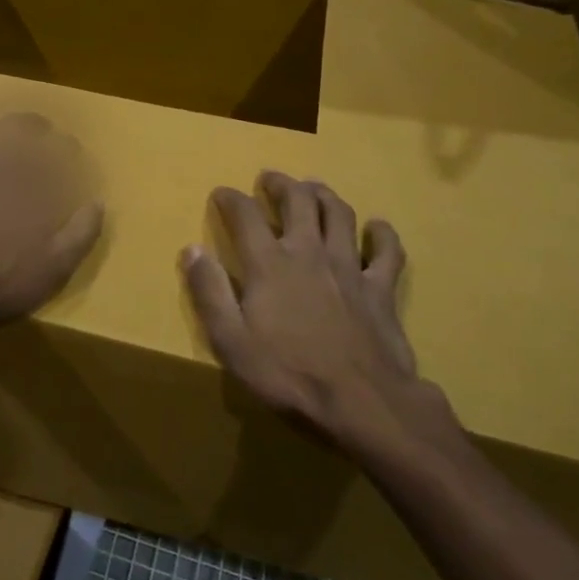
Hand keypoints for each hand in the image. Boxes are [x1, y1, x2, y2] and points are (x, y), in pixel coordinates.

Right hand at [182, 171, 453, 458]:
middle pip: (298, 201)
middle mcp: (309, 252)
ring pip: (339, 214)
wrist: (361, 402)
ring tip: (314, 187)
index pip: (245, 215)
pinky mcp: (380, 288)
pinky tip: (378, 227)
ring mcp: (349, 267)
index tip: (221, 193)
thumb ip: (209, 292)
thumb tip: (191, 250)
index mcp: (269, 264)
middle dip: (281, 184)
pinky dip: (382, 235)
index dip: (231, 199)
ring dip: (324, 194)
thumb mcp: (231, 341)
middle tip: (271, 178)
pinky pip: (387, 252)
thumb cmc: (288, 374)